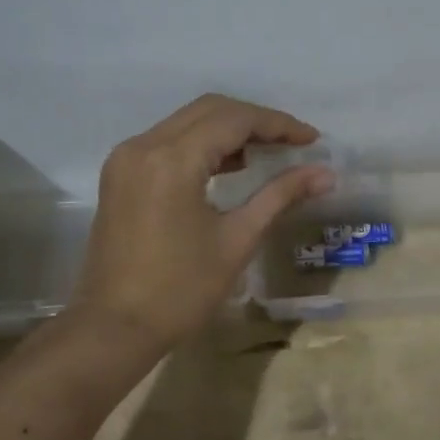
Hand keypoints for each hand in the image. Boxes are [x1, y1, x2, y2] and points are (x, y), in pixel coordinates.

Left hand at [72, 95, 333, 348]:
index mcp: (172, 160)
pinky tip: (229, 166)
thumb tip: (325, 174)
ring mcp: (126, 159)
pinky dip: (202, 144)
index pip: (234, 120)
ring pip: (187, 122)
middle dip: (255, 121)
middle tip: (293, 143)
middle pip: (209, 110)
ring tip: (268, 153)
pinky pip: (168, 141)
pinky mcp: (120, 175)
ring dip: (228, 130)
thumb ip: (279, 196)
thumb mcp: (237, 239)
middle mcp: (143, 146)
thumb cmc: (181, 290)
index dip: (278, 124)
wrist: (114, 328)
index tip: (312, 139)